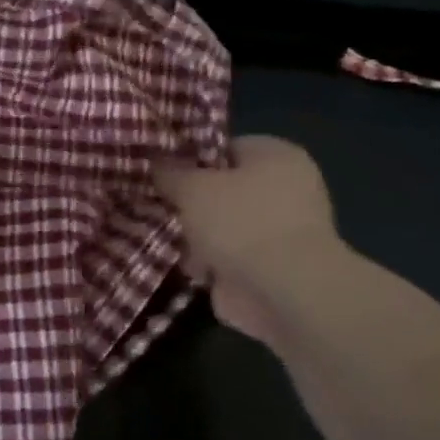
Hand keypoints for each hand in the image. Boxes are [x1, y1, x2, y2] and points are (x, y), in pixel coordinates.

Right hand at [154, 136, 344, 342]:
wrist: (283, 292)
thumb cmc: (241, 222)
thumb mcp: (192, 188)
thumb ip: (170, 173)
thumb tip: (155, 162)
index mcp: (276, 155)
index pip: (225, 148)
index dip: (190, 158)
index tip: (160, 172)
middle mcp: (285, 190)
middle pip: (222, 190)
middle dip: (190, 202)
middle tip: (156, 206)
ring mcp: (278, 233)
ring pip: (222, 226)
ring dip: (195, 236)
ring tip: (160, 237)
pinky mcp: (269, 269)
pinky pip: (226, 258)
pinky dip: (206, 264)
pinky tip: (179, 264)